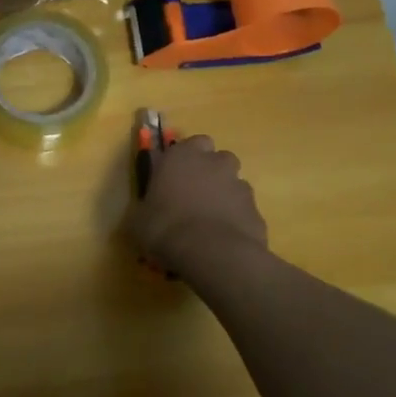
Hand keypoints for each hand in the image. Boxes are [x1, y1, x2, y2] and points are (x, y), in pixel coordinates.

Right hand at [125, 134, 267, 276]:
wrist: (211, 253)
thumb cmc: (165, 227)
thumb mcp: (138, 219)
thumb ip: (147, 205)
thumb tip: (147, 210)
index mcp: (182, 156)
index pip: (191, 143)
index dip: (185, 158)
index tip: (175, 176)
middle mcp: (215, 163)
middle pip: (218, 159)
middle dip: (209, 172)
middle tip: (193, 196)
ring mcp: (240, 186)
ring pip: (234, 184)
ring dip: (223, 196)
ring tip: (209, 222)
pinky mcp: (257, 211)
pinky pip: (243, 211)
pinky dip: (235, 220)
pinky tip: (222, 239)